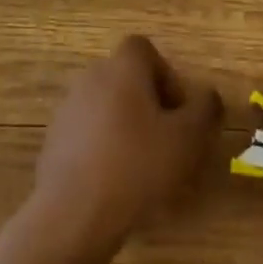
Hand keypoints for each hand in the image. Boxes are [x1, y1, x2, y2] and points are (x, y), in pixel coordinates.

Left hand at [31, 36, 222, 250]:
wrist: (73, 214)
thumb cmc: (137, 165)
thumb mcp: (188, 139)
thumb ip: (205, 110)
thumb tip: (208, 96)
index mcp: (122, 68)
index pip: (144, 49)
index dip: (166, 74)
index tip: (178, 110)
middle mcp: (91, 78)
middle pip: (125, 78)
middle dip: (149, 103)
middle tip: (168, 139)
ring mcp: (68, 110)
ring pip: (107, 107)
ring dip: (126, 126)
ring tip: (144, 165)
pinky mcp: (54, 142)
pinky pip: (88, 134)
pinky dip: (104, 148)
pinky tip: (117, 182)